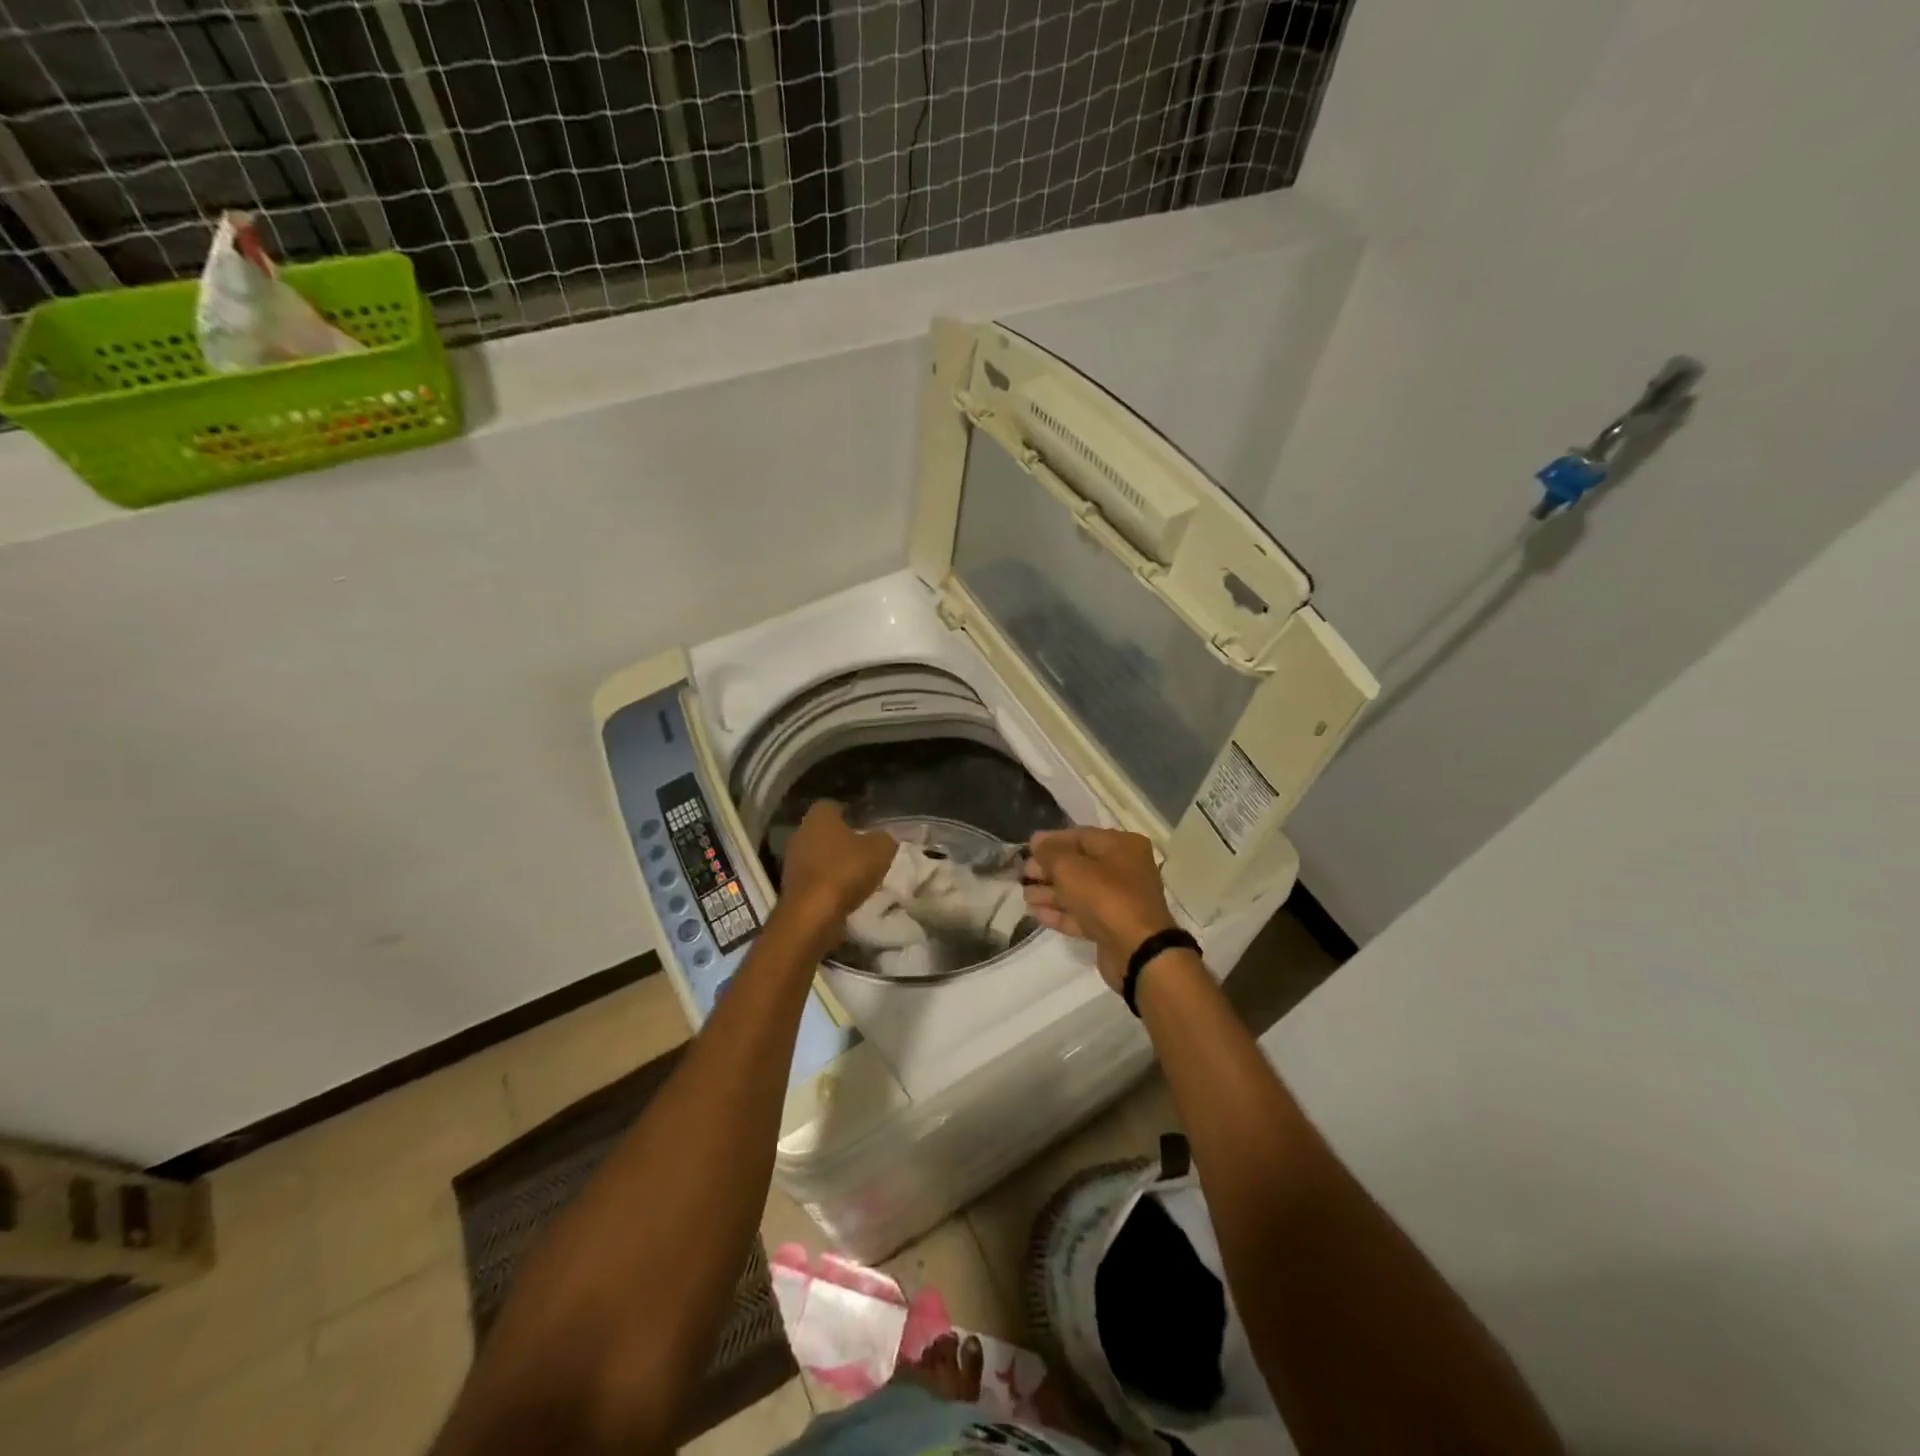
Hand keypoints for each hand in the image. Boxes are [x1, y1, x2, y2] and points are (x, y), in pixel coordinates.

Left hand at [778, 802, 896, 935]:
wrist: (812, 915)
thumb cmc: (846, 871)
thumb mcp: (880, 849)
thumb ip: (884, 838)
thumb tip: (883, 838)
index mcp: (819, 816)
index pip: (833, 805)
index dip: (850, 813)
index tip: (866, 825)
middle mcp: (800, 832)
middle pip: (824, 831)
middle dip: (842, 839)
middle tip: (864, 849)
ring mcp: (792, 860)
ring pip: (817, 854)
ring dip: (834, 862)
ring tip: (857, 874)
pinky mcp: (790, 886)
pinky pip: (814, 877)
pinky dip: (827, 882)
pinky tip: (843, 892)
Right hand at [1024, 827, 1179, 992]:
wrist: (1137, 950)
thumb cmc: (1105, 896)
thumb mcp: (1070, 867)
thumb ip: (1050, 852)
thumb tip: (1037, 841)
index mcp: (1122, 846)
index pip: (1081, 836)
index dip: (1052, 841)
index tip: (1027, 848)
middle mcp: (1125, 869)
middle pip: (1079, 864)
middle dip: (1048, 869)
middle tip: (1023, 874)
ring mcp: (1120, 900)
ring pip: (1079, 891)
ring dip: (1051, 892)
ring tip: (1024, 896)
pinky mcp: (1113, 927)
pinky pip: (1083, 914)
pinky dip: (1061, 912)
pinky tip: (1037, 914)